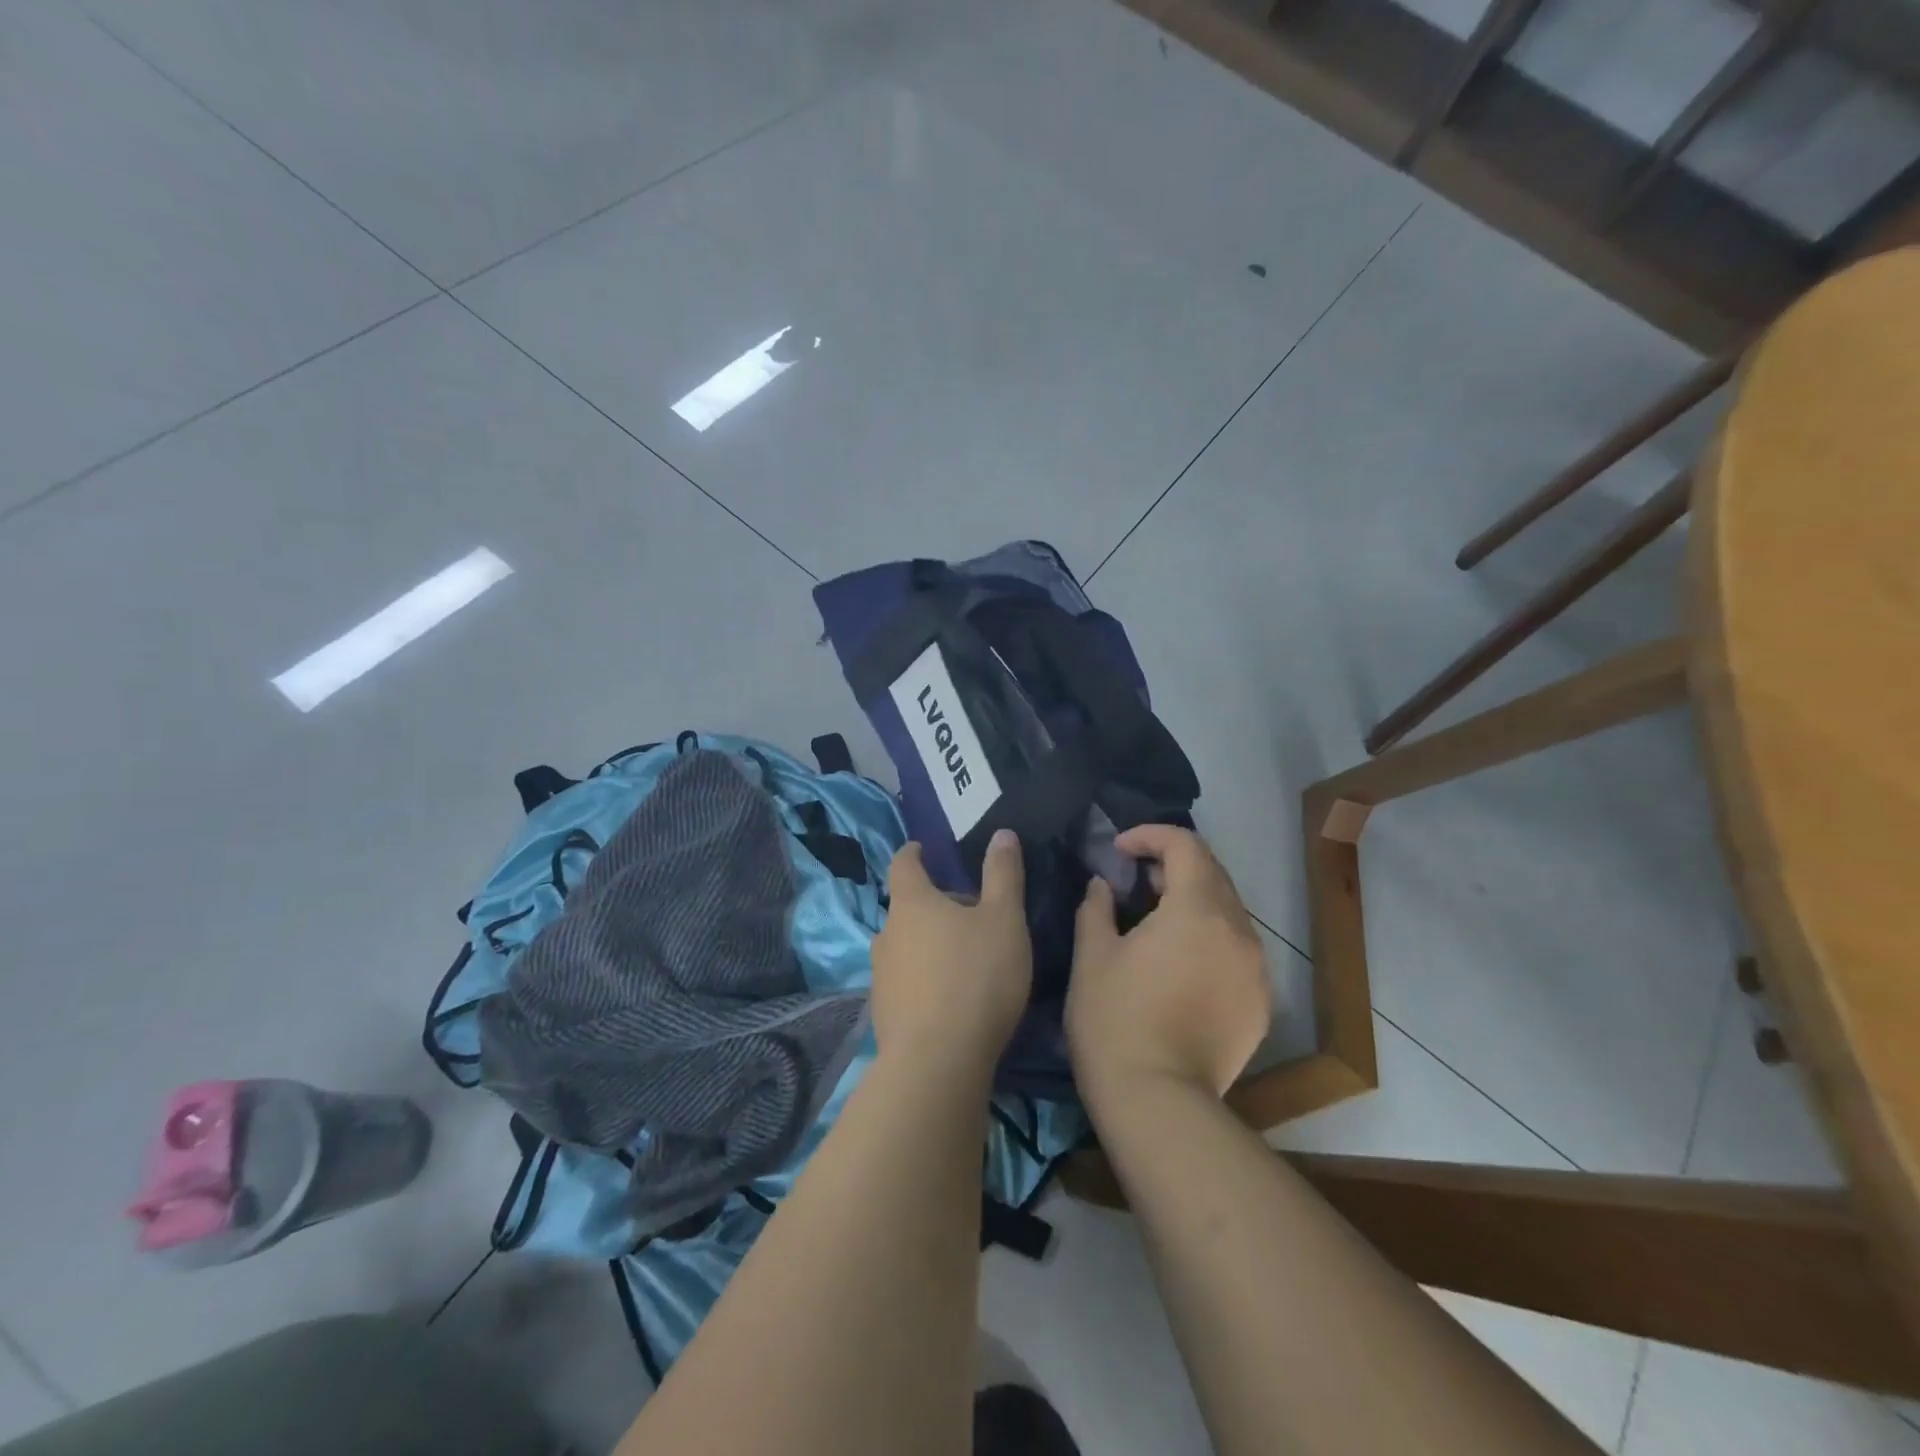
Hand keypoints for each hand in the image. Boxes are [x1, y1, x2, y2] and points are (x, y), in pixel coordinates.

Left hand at [872, 830, 1032, 1079]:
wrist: (938, 1062)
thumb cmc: (976, 977)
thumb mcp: (1004, 919)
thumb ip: (1003, 874)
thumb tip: (1002, 833)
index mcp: (911, 902)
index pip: (903, 863)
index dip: (914, 853)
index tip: (924, 849)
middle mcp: (887, 933)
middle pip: (907, 907)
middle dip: (934, 905)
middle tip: (970, 913)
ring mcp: (881, 975)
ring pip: (906, 946)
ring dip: (929, 944)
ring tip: (963, 958)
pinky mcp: (884, 1012)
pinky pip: (906, 981)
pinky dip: (925, 979)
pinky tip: (950, 998)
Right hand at [1067, 825, 1269, 1110]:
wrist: (1158, 1103)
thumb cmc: (1115, 1020)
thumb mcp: (1092, 956)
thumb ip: (1097, 907)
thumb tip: (1103, 885)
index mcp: (1197, 909)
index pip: (1185, 846)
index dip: (1150, 836)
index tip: (1119, 851)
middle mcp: (1238, 930)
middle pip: (1212, 874)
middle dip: (1172, 866)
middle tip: (1134, 883)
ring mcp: (1257, 969)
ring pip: (1228, 912)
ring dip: (1193, 902)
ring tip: (1155, 923)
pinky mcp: (1260, 1004)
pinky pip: (1238, 950)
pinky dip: (1210, 939)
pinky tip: (1180, 965)